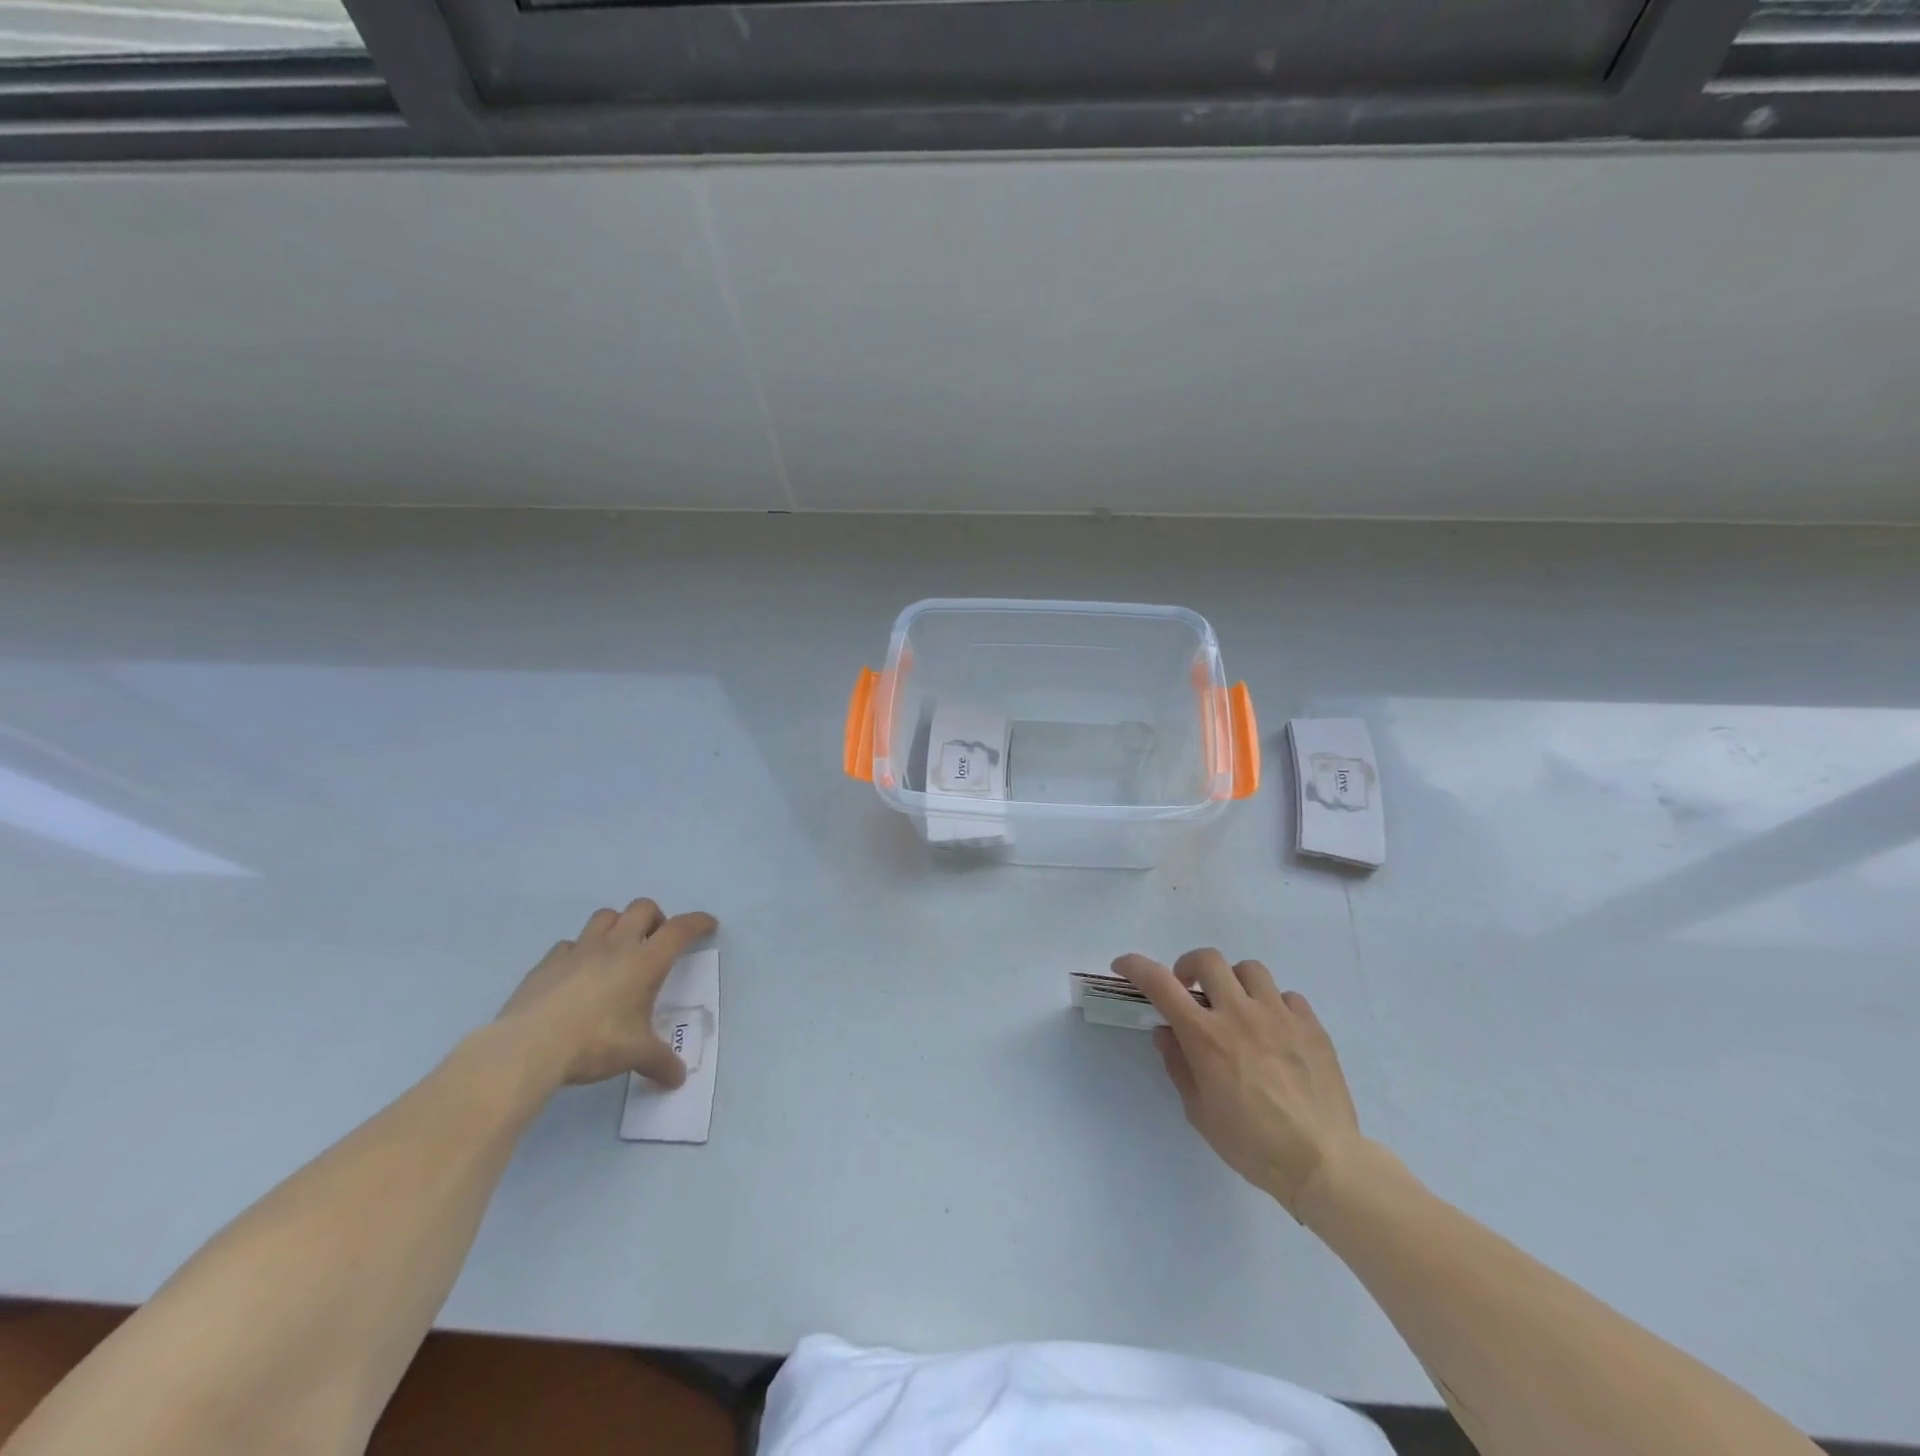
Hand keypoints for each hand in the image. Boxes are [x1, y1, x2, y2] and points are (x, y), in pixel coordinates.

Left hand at [496, 899, 717, 1087]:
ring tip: (619, 950)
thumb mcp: (636, 1055)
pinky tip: (578, 972)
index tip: (708, 925)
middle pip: (643, 908)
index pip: (680, 929)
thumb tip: (679, 1079)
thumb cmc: (595, 1043)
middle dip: (656, 918)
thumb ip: (661, 1062)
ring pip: (606, 916)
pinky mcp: (548, 962)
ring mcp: (579, 950)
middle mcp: (616, 946)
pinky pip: (570, 943)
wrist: (528, 1047)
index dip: (697, 922)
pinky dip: (580, 951)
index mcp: (645, 962)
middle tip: (656, 941)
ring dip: (619, 925)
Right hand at [1114, 948, 1363, 1215]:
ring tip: (1237, 1009)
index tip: (1123, 966)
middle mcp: (1240, 1014)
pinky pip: (1287, 996)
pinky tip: (1275, 1032)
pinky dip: (1273, 1006)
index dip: (1135, 966)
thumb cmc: (1252, 1145)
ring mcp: (1279, 1015)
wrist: (1323, 1163)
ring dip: (1234, 982)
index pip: (1160, 983)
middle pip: (1208, 959)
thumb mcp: (1199, 1112)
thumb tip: (1167, 1033)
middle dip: (1190, 968)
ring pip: (1250, 969)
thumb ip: (1179, 1065)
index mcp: (1206, 1036)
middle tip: (1190, 993)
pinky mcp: (1311, 1025)